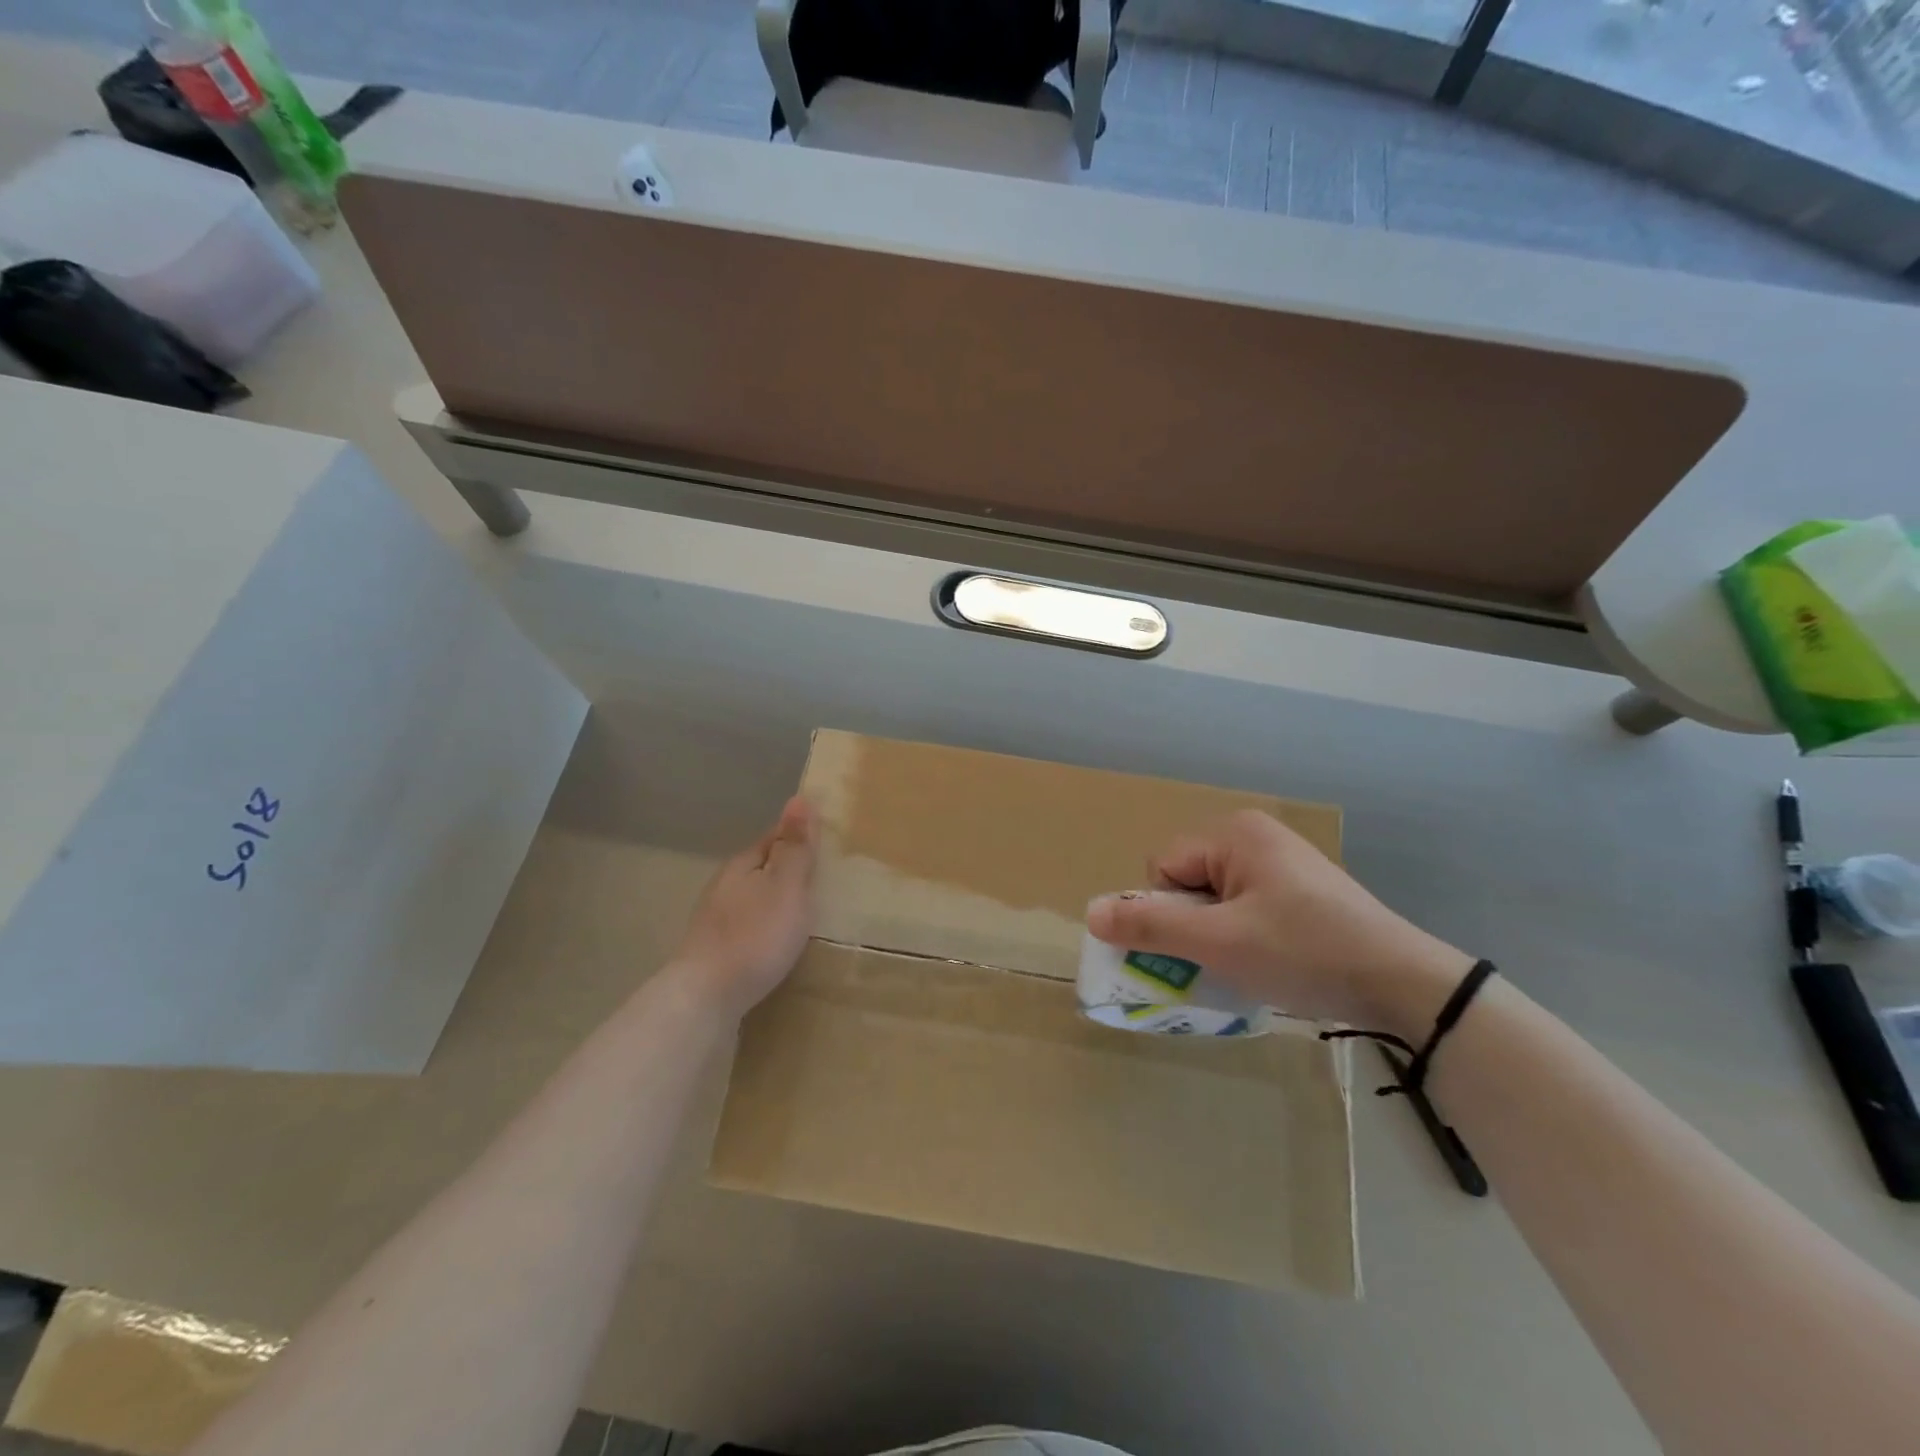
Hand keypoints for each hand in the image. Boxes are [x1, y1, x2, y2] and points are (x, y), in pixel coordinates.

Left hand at [669, 797, 818, 1020]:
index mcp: (742, 865)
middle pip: (762, 868)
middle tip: (823, 878)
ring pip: (753, 897)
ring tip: (805, 911)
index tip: (825, 842)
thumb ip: (795, 847)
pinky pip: (748, 926)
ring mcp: (715, 920)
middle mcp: (724, 886)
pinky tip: (776, 940)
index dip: (799, 837)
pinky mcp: (714, 951)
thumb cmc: (755, 936)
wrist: (705, 997)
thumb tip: (800, 797)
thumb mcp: (786, 886)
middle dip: (788, 869)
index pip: (774, 838)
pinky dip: (765, 926)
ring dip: (776, 900)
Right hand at [1085, 810, 1471, 1031]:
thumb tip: (1089, 913)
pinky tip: (1270, 960)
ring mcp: (1281, 860)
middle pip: (1187, 880)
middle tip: (1224, 958)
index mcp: (1233, 833)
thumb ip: (1150, 927)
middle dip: (1192, 924)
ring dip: (1217, 933)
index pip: (1162, 867)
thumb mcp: (1219, 943)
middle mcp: (1254, 835)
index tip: (1202, 947)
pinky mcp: (1300, 886)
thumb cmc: (1303, 952)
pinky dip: (1243, 934)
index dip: (1168, 913)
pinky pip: (1245, 905)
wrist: (1404, 983)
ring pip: (1215, 897)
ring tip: (1248, 964)